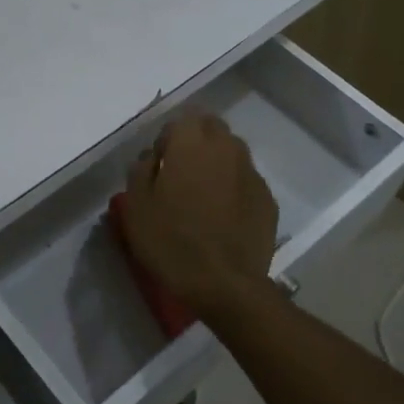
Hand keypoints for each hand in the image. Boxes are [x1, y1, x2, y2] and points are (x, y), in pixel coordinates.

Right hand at [117, 113, 277, 321]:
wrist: (225, 285)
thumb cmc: (172, 242)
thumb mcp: (136, 206)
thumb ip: (141, 169)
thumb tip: (153, 156)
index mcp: (191, 144)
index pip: (181, 119)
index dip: (167, 138)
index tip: (158, 164)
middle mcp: (226, 148)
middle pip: (211, 127)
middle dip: (195, 140)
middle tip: (180, 172)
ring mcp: (251, 173)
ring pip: (232, 151)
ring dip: (216, 161)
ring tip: (203, 193)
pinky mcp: (267, 199)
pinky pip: (245, 179)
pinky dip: (233, 186)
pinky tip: (223, 214)